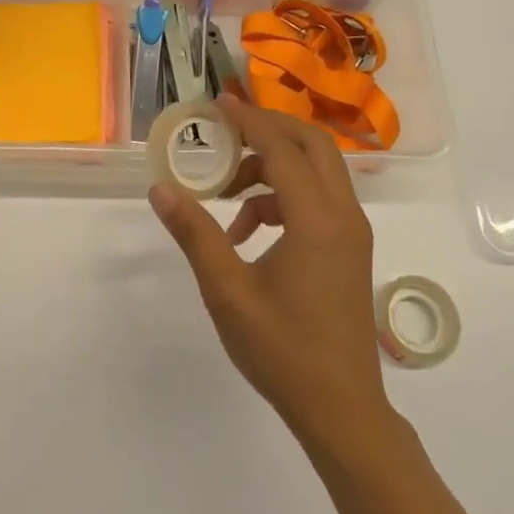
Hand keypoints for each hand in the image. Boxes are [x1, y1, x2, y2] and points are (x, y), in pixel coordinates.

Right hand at [149, 95, 392, 450]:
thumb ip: (195, 233)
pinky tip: (245, 232)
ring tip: (226, 196)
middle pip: (313, 145)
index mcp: (317, 220)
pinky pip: (318, 200)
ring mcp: (352, 232)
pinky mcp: (349, 249)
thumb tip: (161, 189)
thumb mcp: (227, 291)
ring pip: (317, 172)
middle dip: (269, 130)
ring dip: (272, 168)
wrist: (341, 409)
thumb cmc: (282, 350)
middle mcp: (343, 215)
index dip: (248, 121)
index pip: (282, 148)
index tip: (218, 103)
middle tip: (227, 132)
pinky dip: (283, 198)